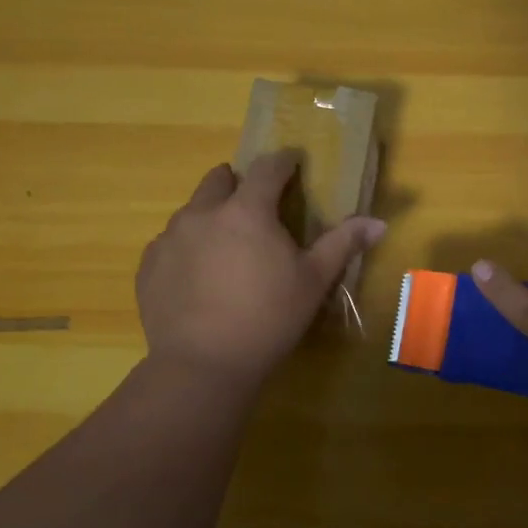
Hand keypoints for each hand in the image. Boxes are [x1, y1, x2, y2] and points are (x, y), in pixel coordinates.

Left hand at [137, 153, 386, 387]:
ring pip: (191, 210)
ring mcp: (170, 239)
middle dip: (239, 183)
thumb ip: (343, 244)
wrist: (203, 365)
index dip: (284, 161)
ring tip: (226, 247)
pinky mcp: (148, 266)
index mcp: (247, 210)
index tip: (293, 162)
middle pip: (219, 179)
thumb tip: (379, 222)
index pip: (268, 168)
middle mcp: (203, 213)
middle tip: (256, 207)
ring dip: (210, 216)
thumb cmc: (268, 317)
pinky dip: (186, 248)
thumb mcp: (314, 281)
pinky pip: (169, 243)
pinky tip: (198, 277)